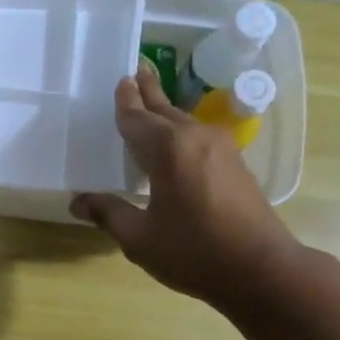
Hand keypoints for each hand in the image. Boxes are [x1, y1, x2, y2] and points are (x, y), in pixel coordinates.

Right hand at [71, 61, 304, 311]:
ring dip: (165, 110)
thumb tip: (78, 201)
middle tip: (137, 70)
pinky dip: (180, 130)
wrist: (261, 269)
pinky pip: (198, 136)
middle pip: (164, 110)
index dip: (125, 103)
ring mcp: (220, 148)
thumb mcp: (140, 238)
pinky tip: (175, 140)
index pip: (137, 119)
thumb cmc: (194, 253)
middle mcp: (194, 138)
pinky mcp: (234, 164)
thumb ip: (109, 214)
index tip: (120, 80)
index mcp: (168, 150)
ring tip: (152, 99)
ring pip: (184, 121)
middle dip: (148, 92)